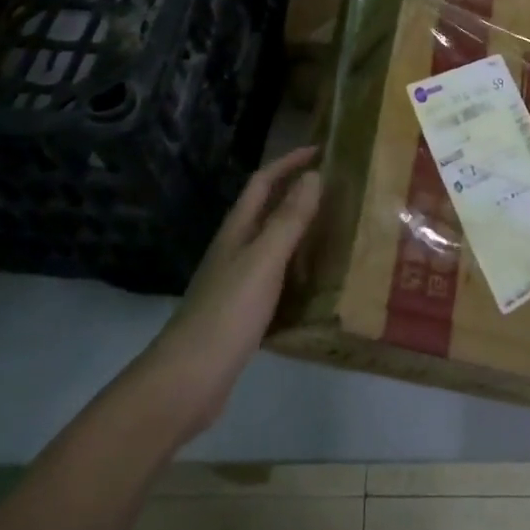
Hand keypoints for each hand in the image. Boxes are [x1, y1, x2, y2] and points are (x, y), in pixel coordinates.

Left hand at [143, 145, 321, 435]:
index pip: (263, 182)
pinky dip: (300, 268)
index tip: (322, 150)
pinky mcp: (245, 311)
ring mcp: (238, 281)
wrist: (189, 379)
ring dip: (302, 230)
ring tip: (339, 229)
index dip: (289, 162)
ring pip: (274, 243)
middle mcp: (236, 249)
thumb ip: (288, 220)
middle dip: (299, 192)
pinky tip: (321, 281)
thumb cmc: (227, 313)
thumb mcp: (263, 261)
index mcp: (237, 231)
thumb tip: (313, 175)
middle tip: (340, 189)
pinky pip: (278, 276)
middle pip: (268, 209)